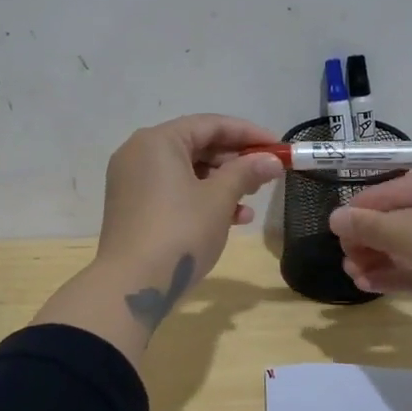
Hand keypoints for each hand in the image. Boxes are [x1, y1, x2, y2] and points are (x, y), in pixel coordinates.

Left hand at [95, 113, 283, 319]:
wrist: (132, 285)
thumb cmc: (180, 231)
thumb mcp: (219, 199)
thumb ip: (246, 172)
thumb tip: (272, 160)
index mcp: (158, 141)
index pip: (211, 124)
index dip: (249, 134)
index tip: (279, 148)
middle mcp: (140, 153)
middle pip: (197, 146)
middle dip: (236, 161)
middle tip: (268, 174)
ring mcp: (133, 181)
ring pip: (187, 171)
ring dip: (224, 183)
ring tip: (253, 199)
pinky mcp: (134, 208)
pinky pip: (174, 192)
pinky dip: (202, 199)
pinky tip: (234, 220)